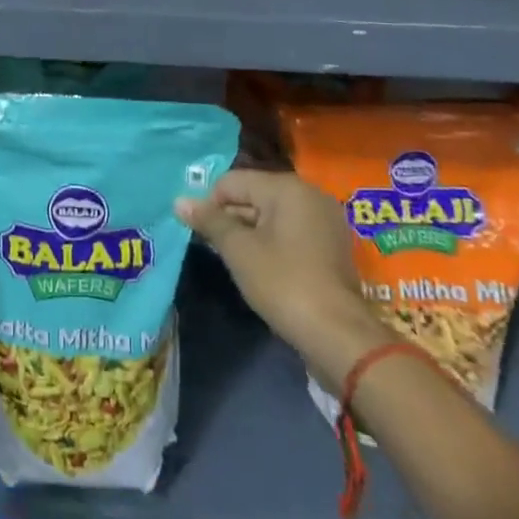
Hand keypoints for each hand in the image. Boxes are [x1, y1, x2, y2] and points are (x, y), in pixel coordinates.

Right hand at [178, 170, 388, 378]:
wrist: (338, 336)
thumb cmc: (283, 283)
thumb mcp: (239, 250)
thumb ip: (210, 221)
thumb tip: (179, 201)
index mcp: (286, 187)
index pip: (233, 182)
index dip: (210, 204)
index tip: (200, 234)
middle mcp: (309, 194)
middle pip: (254, 195)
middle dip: (230, 218)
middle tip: (214, 248)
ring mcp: (325, 219)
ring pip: (273, 215)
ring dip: (250, 232)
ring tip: (235, 260)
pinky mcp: (332, 245)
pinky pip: (292, 231)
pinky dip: (273, 243)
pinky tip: (263, 268)